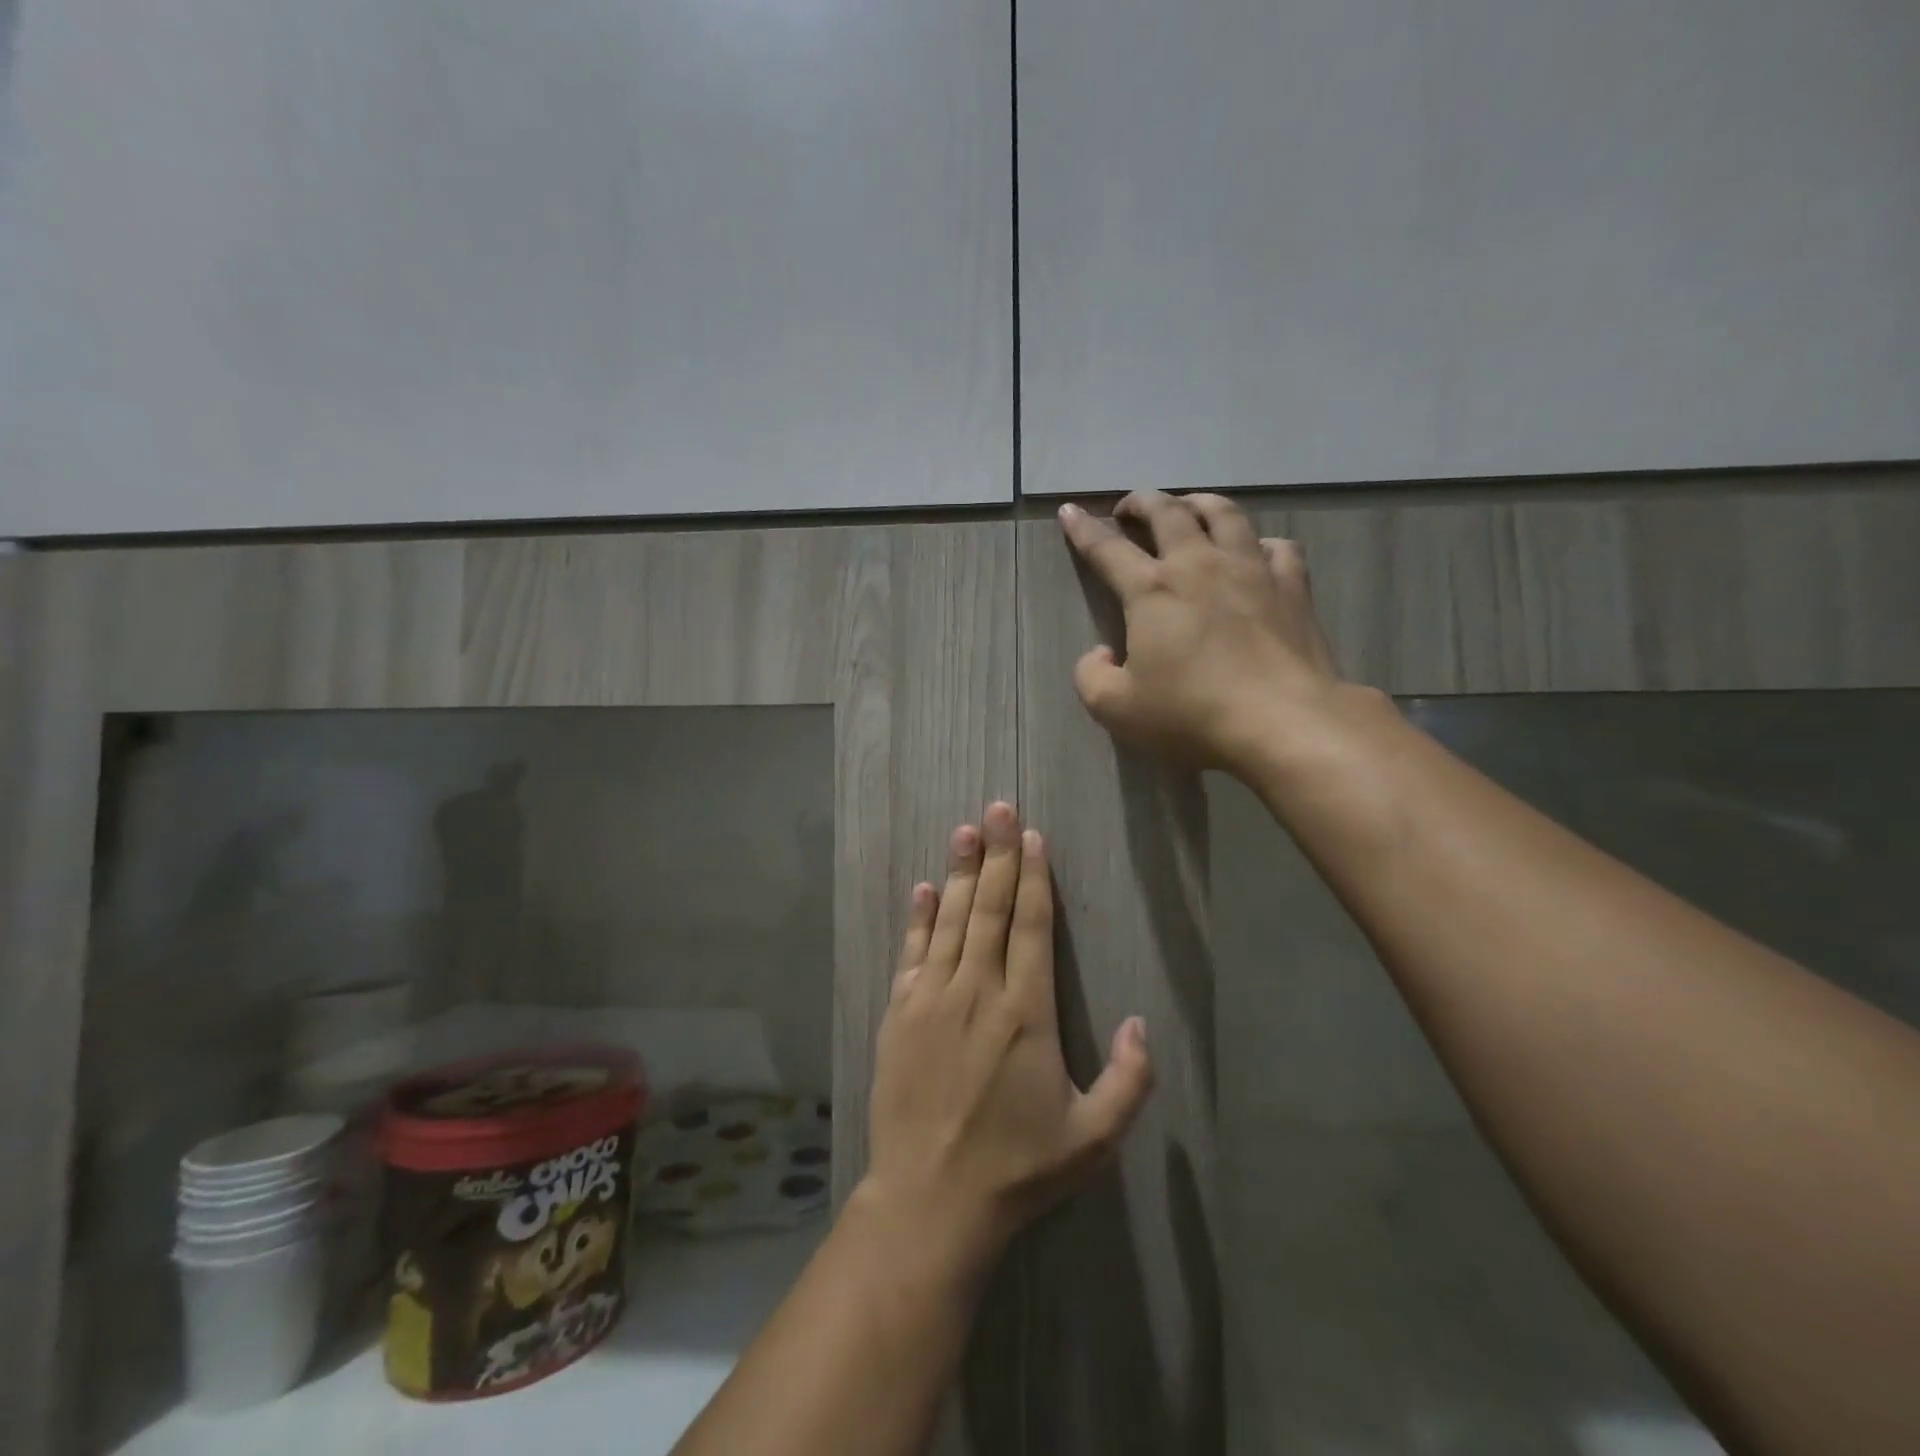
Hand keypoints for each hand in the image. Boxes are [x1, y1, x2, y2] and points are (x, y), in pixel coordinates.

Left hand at [860, 803, 1153, 1271]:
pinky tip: (923, 888)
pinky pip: (912, 953)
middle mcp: (977, 991)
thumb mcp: (1093, 1140)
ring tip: (964, 831)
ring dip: (960, 873)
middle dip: (996, 854)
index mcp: (1025, 1012)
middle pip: (991, 908)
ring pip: (951, 921)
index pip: (1032, 926)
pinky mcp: (899, 1015)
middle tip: (996, 807)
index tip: (1031, 836)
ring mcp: (932, 999)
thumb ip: (1129, 1081)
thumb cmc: (1017, 1168)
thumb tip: (1141, 1022)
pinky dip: (919, 918)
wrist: (930, 1201)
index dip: (1033, 877)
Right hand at [1058, 491, 1344, 772]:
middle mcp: (1199, 565)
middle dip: (1143, 503)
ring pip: (1225, 514)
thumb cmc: (1192, 713)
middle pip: (1168, 513)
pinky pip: (1277, 546)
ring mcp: (1251, 570)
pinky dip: (1258, 542)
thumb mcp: (1116, 709)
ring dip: (1199, 504)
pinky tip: (1255, 552)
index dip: (1084, 529)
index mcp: (1152, 590)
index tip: (1070, 511)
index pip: (1107, 549)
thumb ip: (1092, 677)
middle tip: (1130, 508)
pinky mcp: (1292, 586)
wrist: (1282, 721)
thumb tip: (1100, 654)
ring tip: (1189, 509)